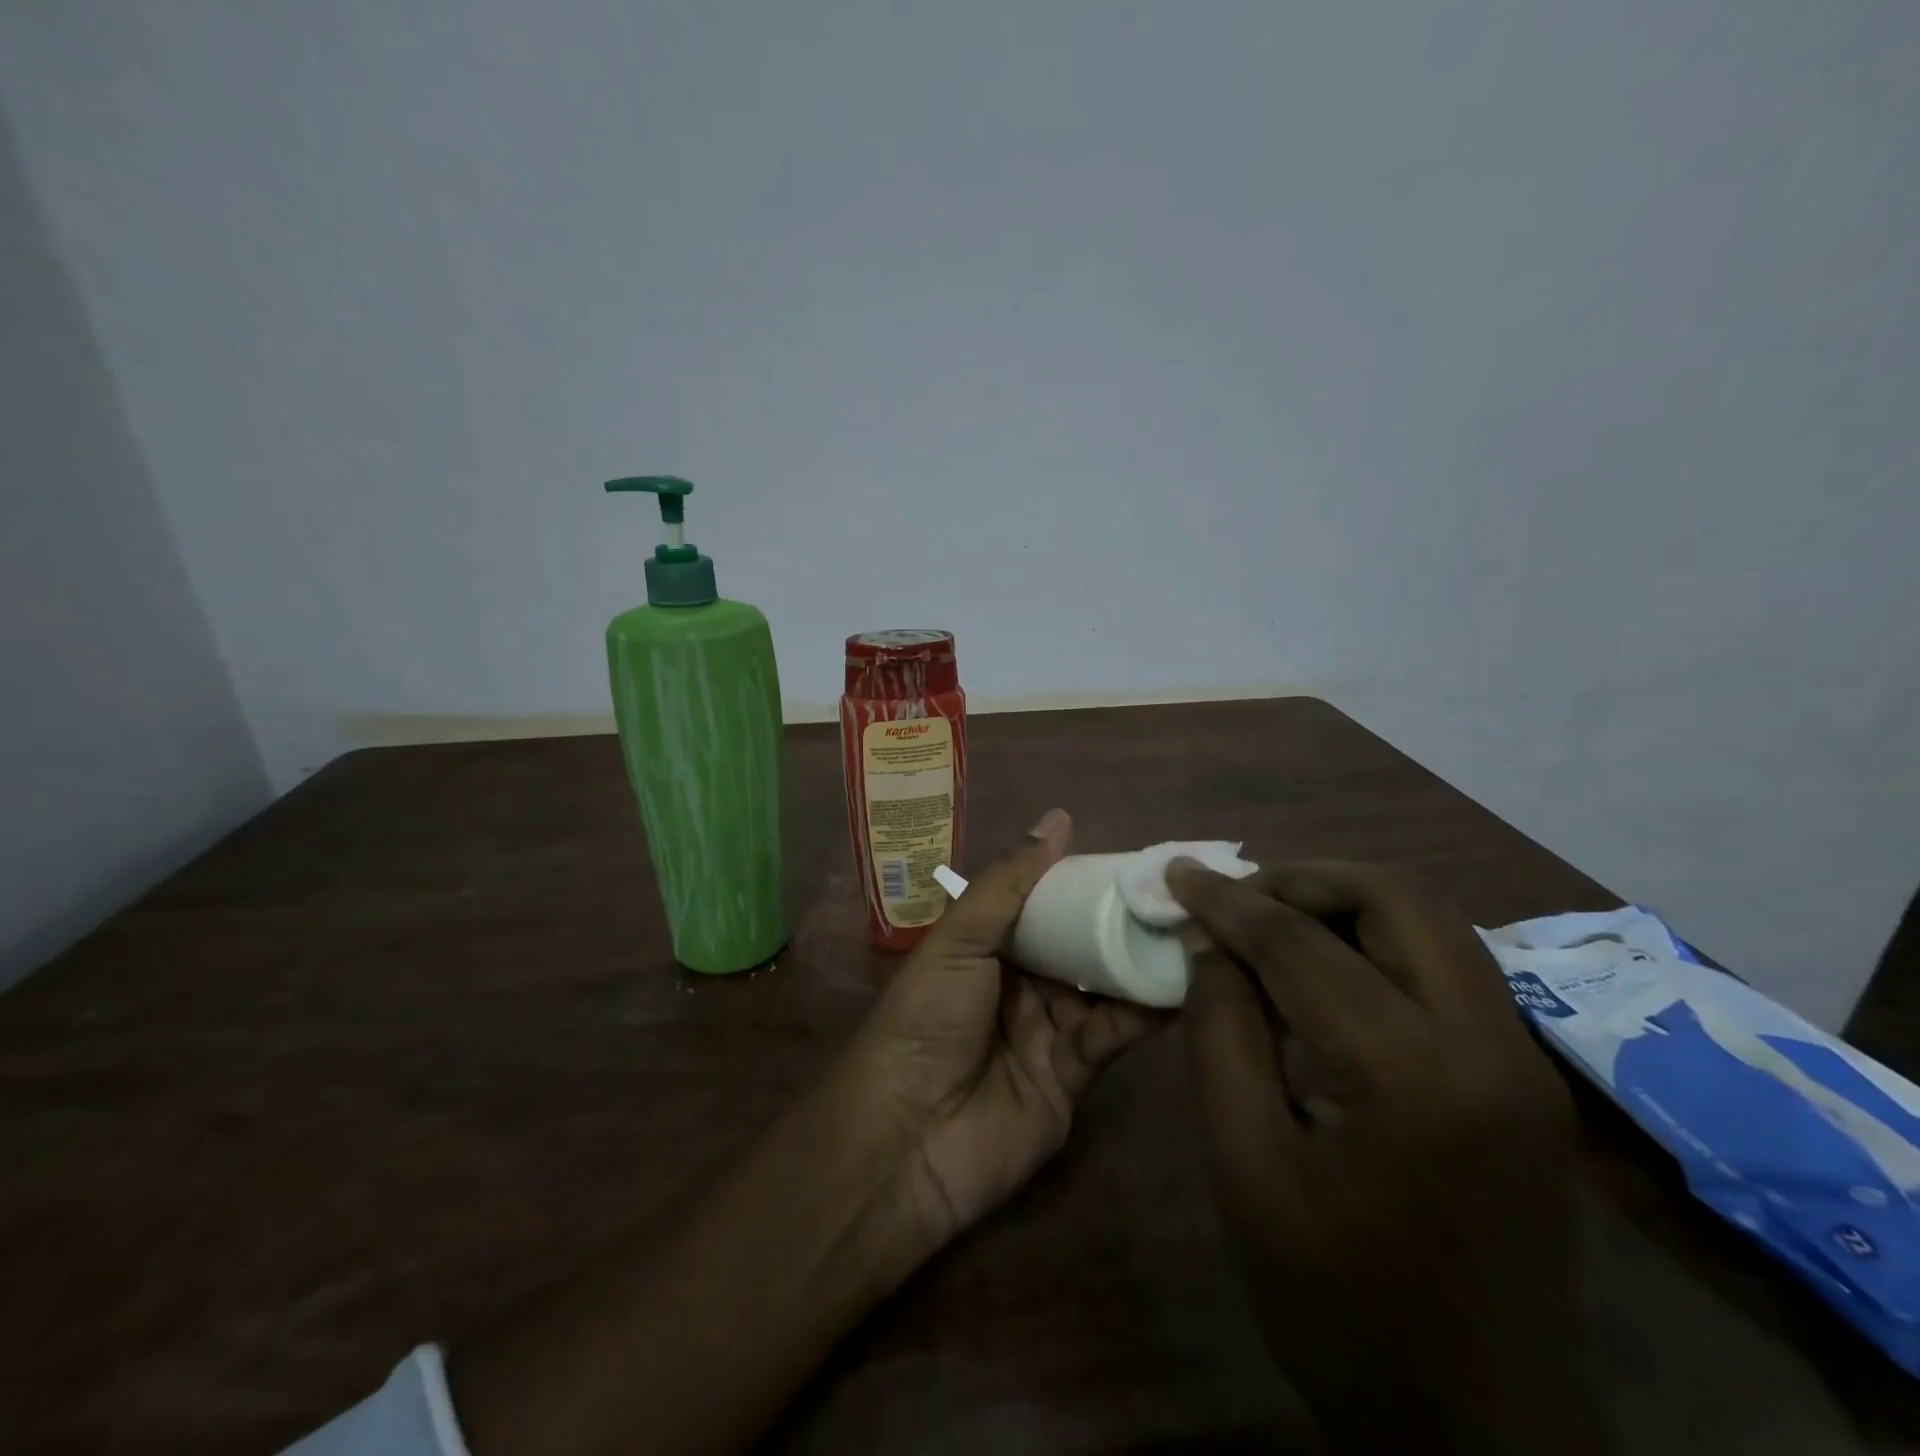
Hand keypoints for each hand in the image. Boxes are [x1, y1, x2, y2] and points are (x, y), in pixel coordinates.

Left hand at [842, 808, 1162, 1241]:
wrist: (906, 1139)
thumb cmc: (925, 1019)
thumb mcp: (960, 940)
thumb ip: (1010, 882)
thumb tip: (1060, 818)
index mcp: (986, 946)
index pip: (1043, 903)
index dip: (1083, 882)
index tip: (1133, 860)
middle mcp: (1018, 983)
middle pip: (1077, 944)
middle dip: (1119, 921)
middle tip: (1175, 894)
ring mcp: (1046, 1031)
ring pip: (1101, 987)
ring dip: (1138, 963)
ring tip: (1190, 931)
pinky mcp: (1072, 1077)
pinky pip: (1111, 1036)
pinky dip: (1142, 1014)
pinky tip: (1179, 988)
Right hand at [1169, 859, 1602, 1453]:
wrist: (1481, 1427)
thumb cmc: (1339, 1306)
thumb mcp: (1245, 1167)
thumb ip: (1219, 1037)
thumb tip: (1210, 947)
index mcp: (1413, 1078)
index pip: (1303, 947)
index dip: (1229, 903)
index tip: (1178, 873)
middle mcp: (1489, 1045)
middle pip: (1397, 898)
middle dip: (1302, 880)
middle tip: (1236, 899)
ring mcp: (1523, 1058)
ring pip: (1432, 919)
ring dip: (1343, 901)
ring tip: (1272, 921)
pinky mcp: (1527, 1075)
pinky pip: (1448, 963)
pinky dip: (1378, 938)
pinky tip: (1327, 969)